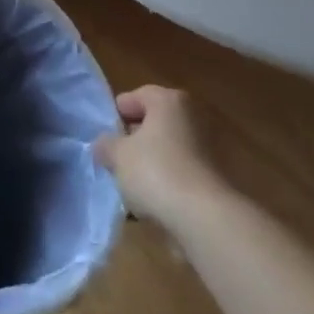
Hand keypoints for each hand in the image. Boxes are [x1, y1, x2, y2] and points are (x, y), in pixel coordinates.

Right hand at [93, 86, 225, 229]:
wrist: (202, 215)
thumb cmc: (155, 171)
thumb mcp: (117, 155)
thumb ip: (105, 145)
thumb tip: (103, 145)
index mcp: (169, 100)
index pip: (134, 97)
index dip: (115, 115)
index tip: (103, 137)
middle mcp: (191, 115)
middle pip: (152, 122)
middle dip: (131, 141)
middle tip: (113, 160)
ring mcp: (205, 145)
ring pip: (165, 148)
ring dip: (147, 163)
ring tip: (128, 185)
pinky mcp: (211, 174)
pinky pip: (178, 171)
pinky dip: (164, 181)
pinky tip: (148, 202)